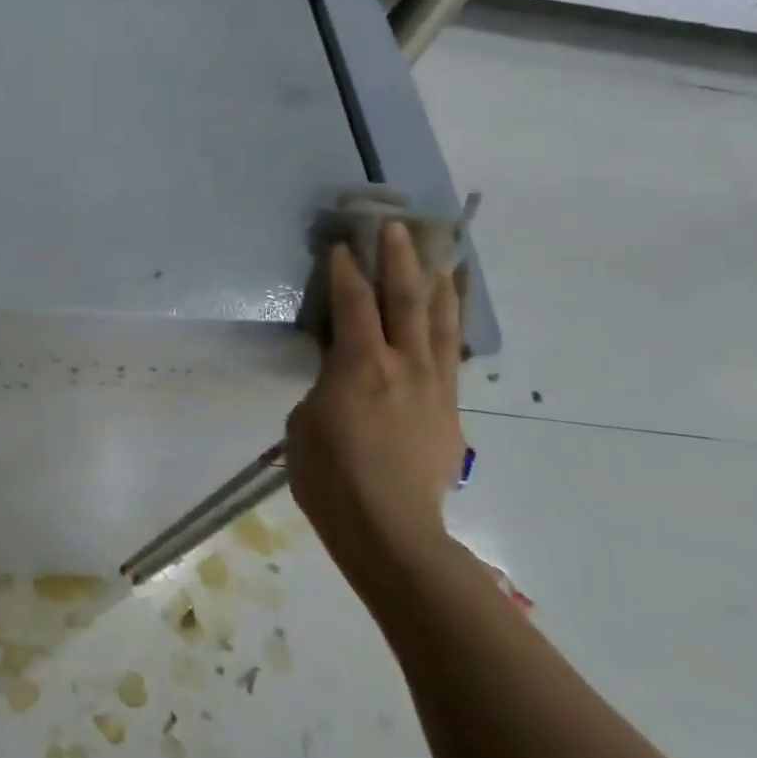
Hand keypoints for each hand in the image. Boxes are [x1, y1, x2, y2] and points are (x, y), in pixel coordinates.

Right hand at [286, 222, 465, 598]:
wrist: (391, 530)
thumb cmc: (330, 476)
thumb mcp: (304, 422)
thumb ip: (325, 385)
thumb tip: (340, 376)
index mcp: (361, 365)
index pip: (353, 303)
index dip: (344, 270)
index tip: (339, 246)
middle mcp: (404, 365)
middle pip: (406, 299)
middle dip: (399, 259)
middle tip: (397, 227)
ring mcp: (433, 386)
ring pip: (439, 322)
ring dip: (436, 283)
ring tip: (440, 254)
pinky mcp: (450, 409)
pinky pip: (451, 353)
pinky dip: (451, 324)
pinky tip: (451, 311)